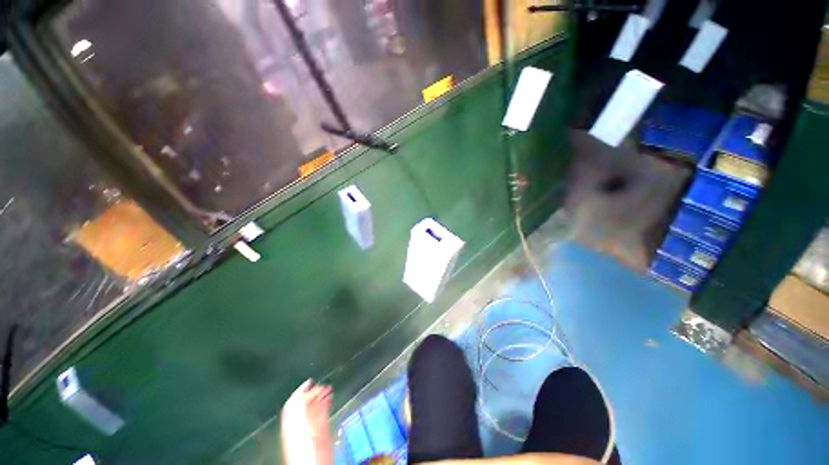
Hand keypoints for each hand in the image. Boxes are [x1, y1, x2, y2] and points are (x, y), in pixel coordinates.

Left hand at [281, 380, 333, 464]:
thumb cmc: (303, 451)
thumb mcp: (299, 427)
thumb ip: (300, 411)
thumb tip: (303, 394)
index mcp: (292, 422)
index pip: (294, 403)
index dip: (301, 390)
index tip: (309, 380)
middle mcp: (300, 424)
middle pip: (305, 404)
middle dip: (314, 392)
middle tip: (323, 384)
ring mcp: (309, 428)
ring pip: (315, 407)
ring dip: (321, 396)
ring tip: (329, 389)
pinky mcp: (319, 432)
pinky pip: (322, 414)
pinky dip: (326, 404)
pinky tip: (330, 399)